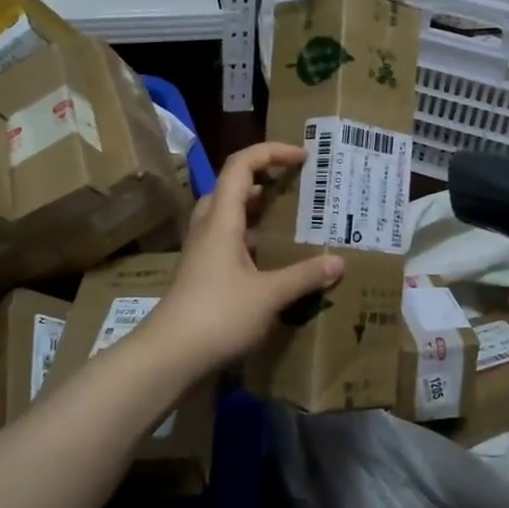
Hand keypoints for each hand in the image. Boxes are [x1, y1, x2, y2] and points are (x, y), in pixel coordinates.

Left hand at [151, 143, 343, 375]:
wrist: (169, 355)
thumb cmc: (218, 316)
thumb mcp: (269, 295)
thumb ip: (304, 276)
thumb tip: (339, 262)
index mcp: (221, 220)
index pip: (241, 165)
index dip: (271, 151)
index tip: (303, 157)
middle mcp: (208, 228)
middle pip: (230, 186)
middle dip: (263, 178)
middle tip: (294, 186)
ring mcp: (201, 252)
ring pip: (227, 215)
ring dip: (255, 209)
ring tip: (287, 219)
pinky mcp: (201, 274)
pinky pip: (227, 241)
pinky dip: (250, 239)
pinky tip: (271, 260)